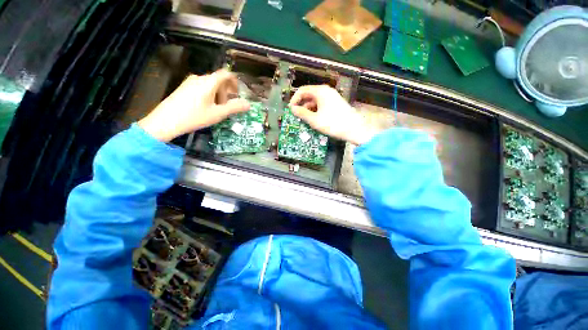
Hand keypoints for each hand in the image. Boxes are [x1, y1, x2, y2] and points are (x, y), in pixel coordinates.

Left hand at [138, 70, 249, 141]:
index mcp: (208, 82)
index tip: (239, 93)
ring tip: (217, 109)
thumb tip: (249, 104)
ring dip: (218, 95)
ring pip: (210, 85)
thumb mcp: (218, 114)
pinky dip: (209, 95)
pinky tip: (206, 108)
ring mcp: (190, 82)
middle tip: (227, 107)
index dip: (235, 82)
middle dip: (227, 92)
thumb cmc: (195, 116)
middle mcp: (199, 78)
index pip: (226, 74)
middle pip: (218, 80)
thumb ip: (234, 108)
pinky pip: (202, 87)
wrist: (165, 121)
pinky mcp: (184, 87)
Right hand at [289, 85, 375, 144]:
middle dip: (301, 105)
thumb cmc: (333, 123)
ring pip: (315, 100)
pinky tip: (314, 119)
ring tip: (304, 120)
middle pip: (309, 95)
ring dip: (308, 109)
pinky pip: (321, 104)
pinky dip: (315, 110)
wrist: (354, 129)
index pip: (302, 90)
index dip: (294, 100)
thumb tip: (292, 109)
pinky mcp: (335, 103)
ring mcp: (332, 97)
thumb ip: (302, 113)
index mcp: (320, 91)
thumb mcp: (314, 120)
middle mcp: (326, 91)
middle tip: (296, 116)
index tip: (291, 110)